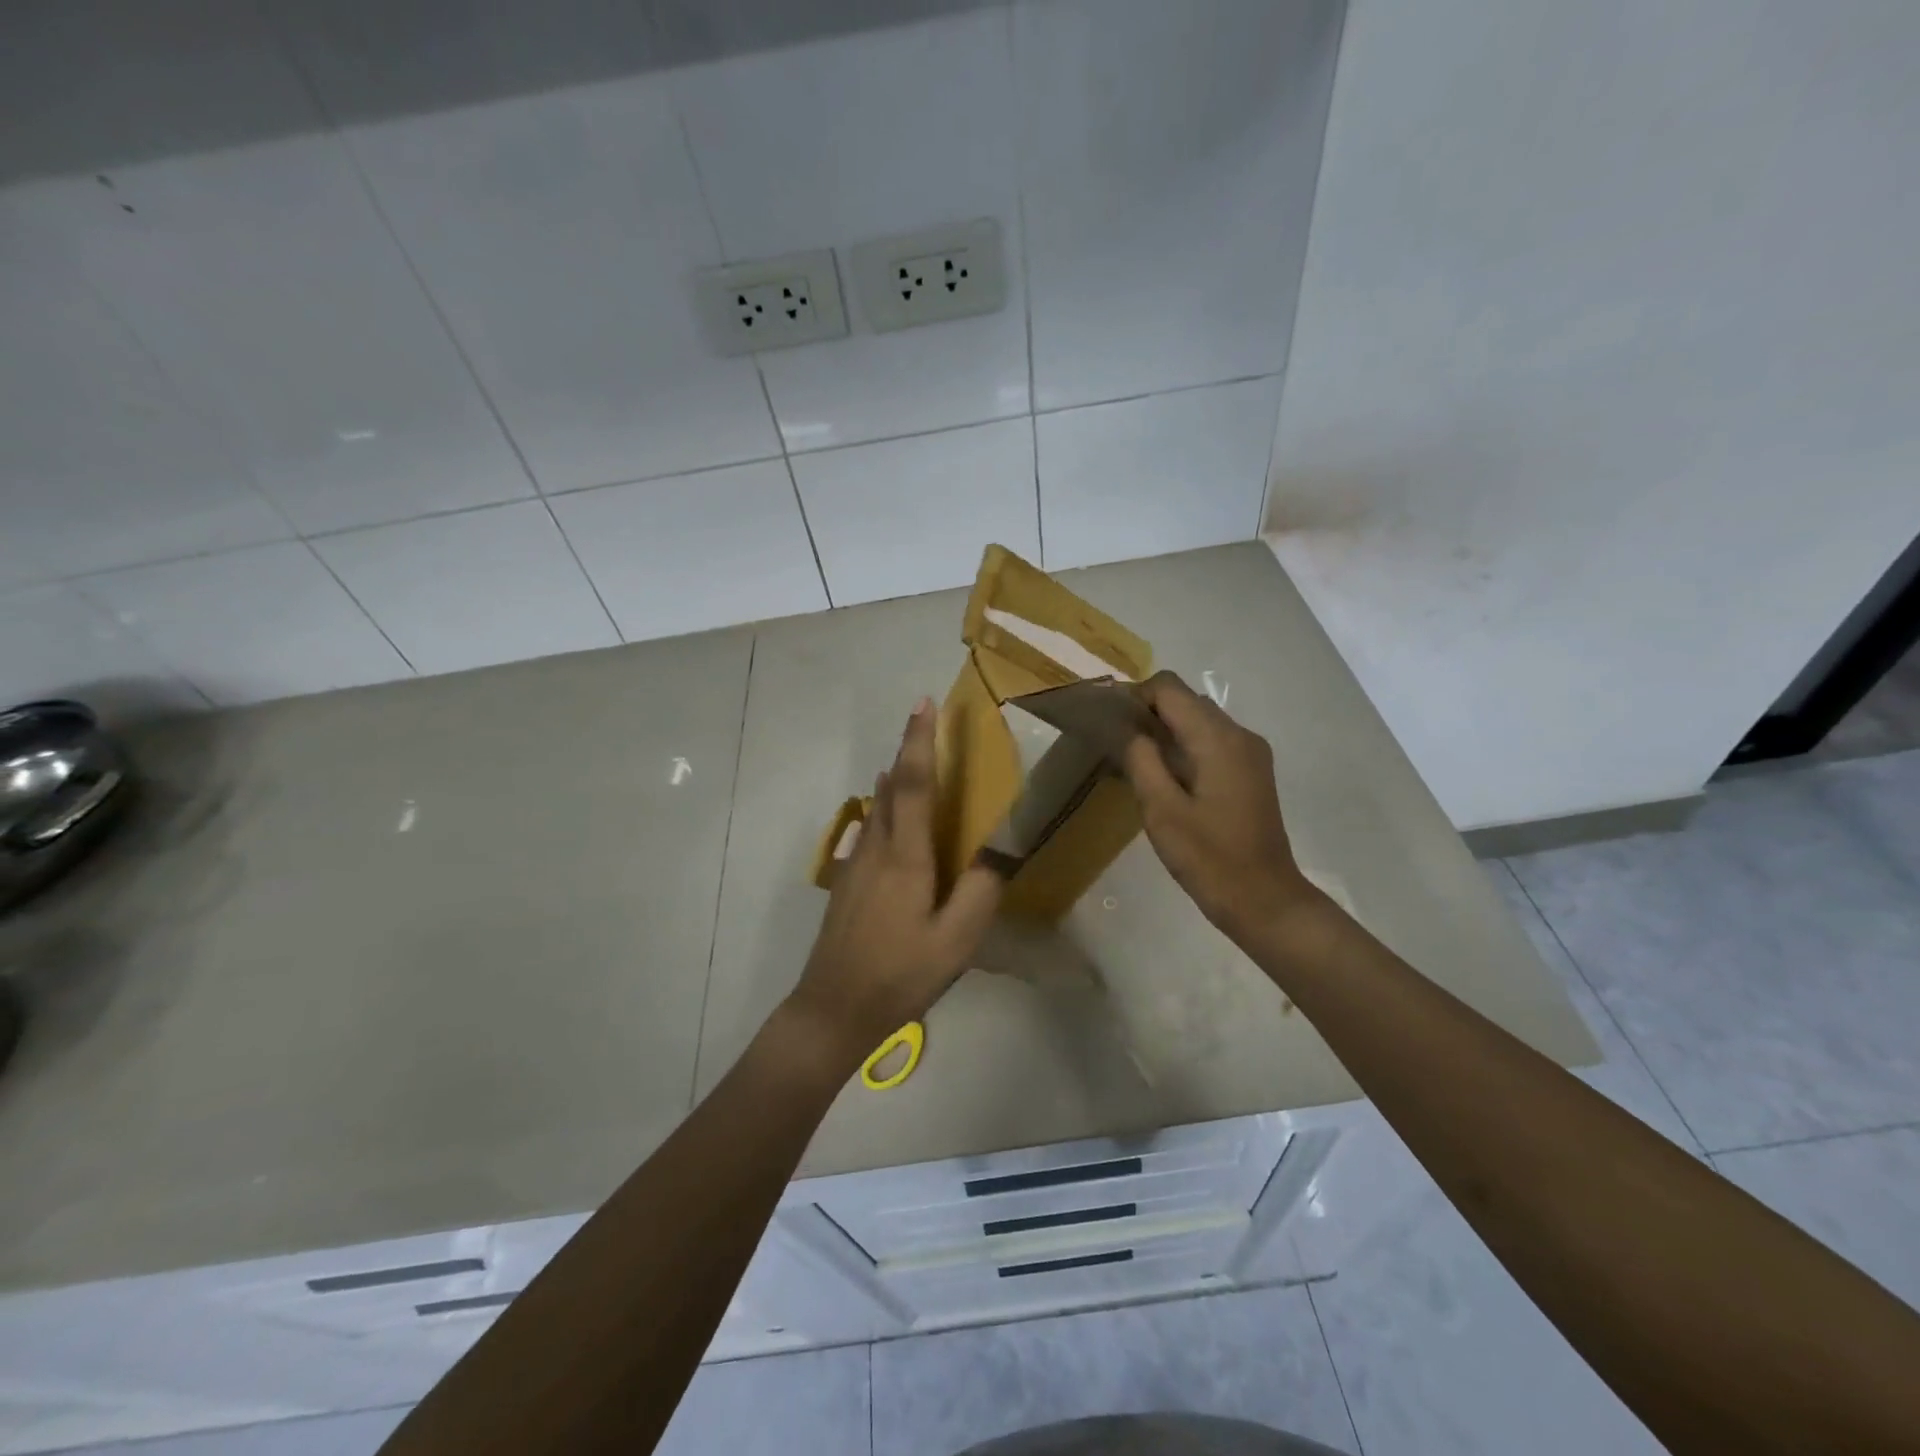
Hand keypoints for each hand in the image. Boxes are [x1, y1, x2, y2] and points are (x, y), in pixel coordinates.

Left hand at [785, 699, 1003, 1066]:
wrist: (833, 1009)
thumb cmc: (900, 974)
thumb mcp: (956, 941)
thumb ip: (982, 889)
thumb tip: (1002, 846)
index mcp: (905, 857)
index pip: (912, 784)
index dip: (919, 741)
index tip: (924, 704)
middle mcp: (876, 849)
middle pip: (890, 787)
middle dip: (907, 750)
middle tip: (924, 723)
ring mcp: (856, 866)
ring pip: (877, 809)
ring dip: (894, 779)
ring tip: (909, 762)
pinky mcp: (847, 884)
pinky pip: (869, 831)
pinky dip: (883, 811)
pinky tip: (888, 822)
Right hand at [1122, 671, 1322, 944]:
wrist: (1264, 900)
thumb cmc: (1209, 858)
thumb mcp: (1161, 810)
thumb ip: (1141, 760)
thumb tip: (1127, 728)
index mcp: (1218, 739)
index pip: (1169, 688)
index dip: (1135, 697)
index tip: (1110, 725)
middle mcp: (1239, 734)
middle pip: (1186, 700)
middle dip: (1148, 713)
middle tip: (1117, 747)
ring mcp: (1250, 753)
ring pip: (1198, 720)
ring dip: (1166, 731)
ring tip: (1136, 764)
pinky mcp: (1251, 771)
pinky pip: (1212, 741)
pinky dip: (1184, 747)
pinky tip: (1166, 780)